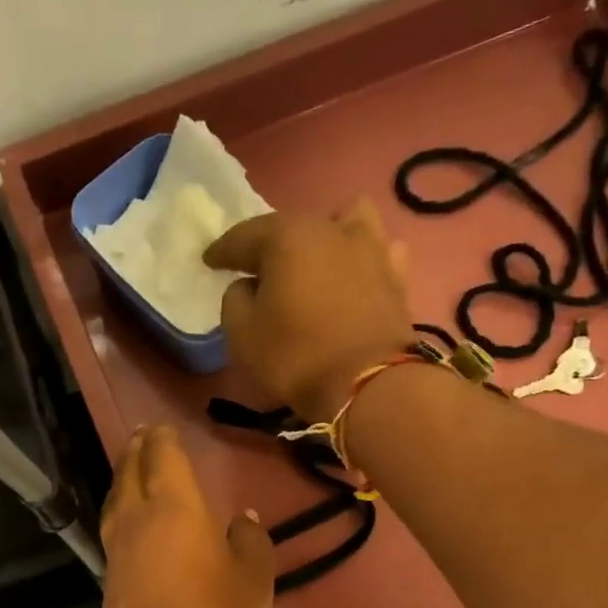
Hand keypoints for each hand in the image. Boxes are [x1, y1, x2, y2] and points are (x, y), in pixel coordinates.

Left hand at [93, 425, 273, 607]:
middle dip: (137, 449)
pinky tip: (133, 522)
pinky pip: (113, 527)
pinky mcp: (108, 579)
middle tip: (144, 436)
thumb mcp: (253, 582)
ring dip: (124, 477)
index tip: (164, 425)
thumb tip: (241, 520)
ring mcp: (116, 550)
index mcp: (173, 506)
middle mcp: (136, 518)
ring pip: (115, 498)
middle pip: (130, 470)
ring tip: (133, 470)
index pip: (162, 455)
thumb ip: (250, 543)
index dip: (163, 436)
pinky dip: (122, 511)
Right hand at [205, 197, 414, 418]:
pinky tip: (356, 274)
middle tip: (259, 271)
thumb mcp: (243, 335)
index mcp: (288, 237)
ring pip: (347, 221)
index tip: (209, 261)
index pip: (244, 236)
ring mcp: (371, 249)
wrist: (369, 386)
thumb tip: (248, 286)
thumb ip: (235, 300)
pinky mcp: (397, 276)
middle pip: (293, 227)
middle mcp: (331, 229)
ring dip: (328, 234)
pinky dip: (362, 259)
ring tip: (317, 260)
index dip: (222, 250)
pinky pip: (379, 252)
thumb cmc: (296, 357)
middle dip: (271, 245)